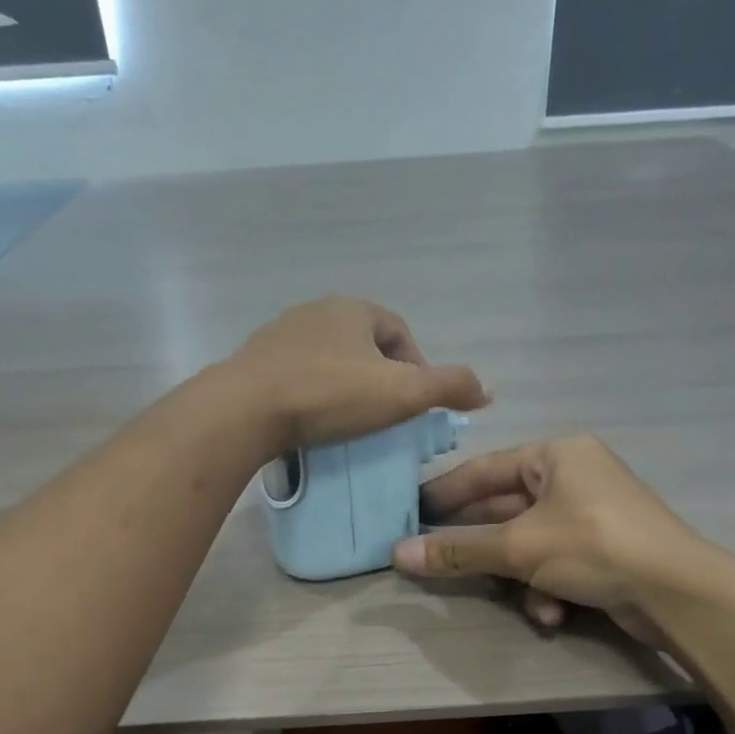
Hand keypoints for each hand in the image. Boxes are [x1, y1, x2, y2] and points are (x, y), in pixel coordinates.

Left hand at [230, 296, 487, 451]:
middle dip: (380, 376)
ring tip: (350, 424)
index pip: (399, 332)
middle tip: (387, 416)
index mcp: (353, 309)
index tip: (417, 404)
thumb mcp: (403, 393)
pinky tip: (312, 424)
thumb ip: (449, 387)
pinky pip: (296, 378)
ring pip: (327, 361)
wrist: (246, 409)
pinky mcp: (254, 364)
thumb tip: (489, 390)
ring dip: (344, 386)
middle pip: (362, 345)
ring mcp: (279, 336)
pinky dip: (312, 396)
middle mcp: (315, 312)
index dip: (416, 365)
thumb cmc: (330, 395)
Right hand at [393, 435, 721, 638]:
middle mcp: (573, 477)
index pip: (484, 469)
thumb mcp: (519, 548)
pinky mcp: (604, 549)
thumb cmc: (593, 547)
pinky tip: (552, 613)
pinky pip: (556, 562)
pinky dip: (547, 587)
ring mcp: (591, 514)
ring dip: (517, 576)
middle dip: (480, 545)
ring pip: (529, 542)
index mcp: (556, 455)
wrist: (677, 593)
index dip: (444, 493)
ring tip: (512, 597)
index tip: (409, 512)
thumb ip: (459, 550)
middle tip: (436, 561)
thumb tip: (399, 554)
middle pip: (505, 509)